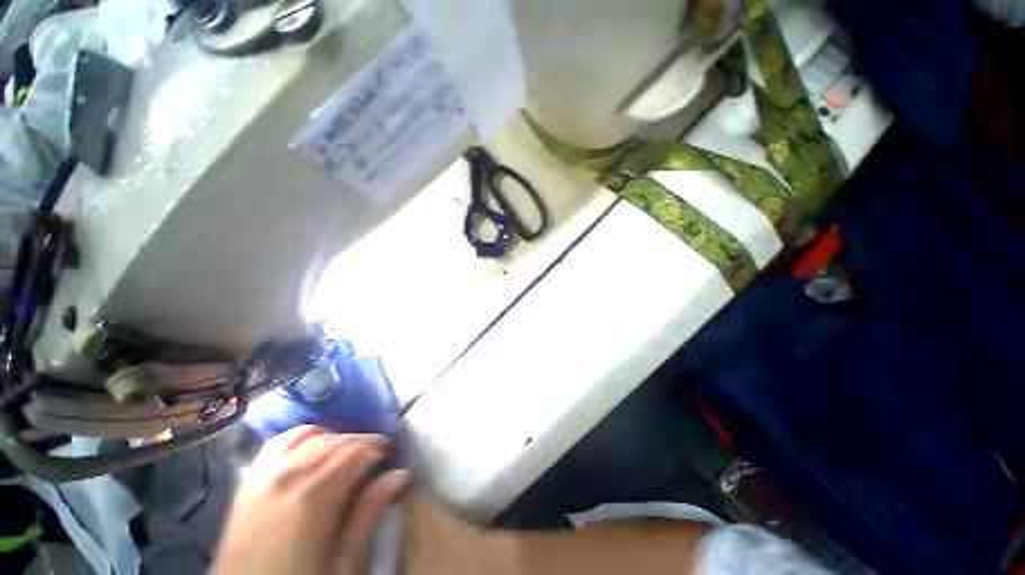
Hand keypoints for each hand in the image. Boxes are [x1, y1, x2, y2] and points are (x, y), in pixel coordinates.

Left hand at [211, 426, 410, 574]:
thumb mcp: (344, 563)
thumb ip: (369, 514)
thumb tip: (400, 474)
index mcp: (313, 498)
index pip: (355, 452)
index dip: (377, 448)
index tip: (390, 457)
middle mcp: (287, 476)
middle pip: (335, 441)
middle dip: (362, 442)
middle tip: (377, 456)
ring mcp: (263, 475)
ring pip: (310, 436)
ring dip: (337, 438)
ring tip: (349, 453)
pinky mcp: (248, 480)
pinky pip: (280, 443)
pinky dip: (304, 437)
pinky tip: (315, 446)